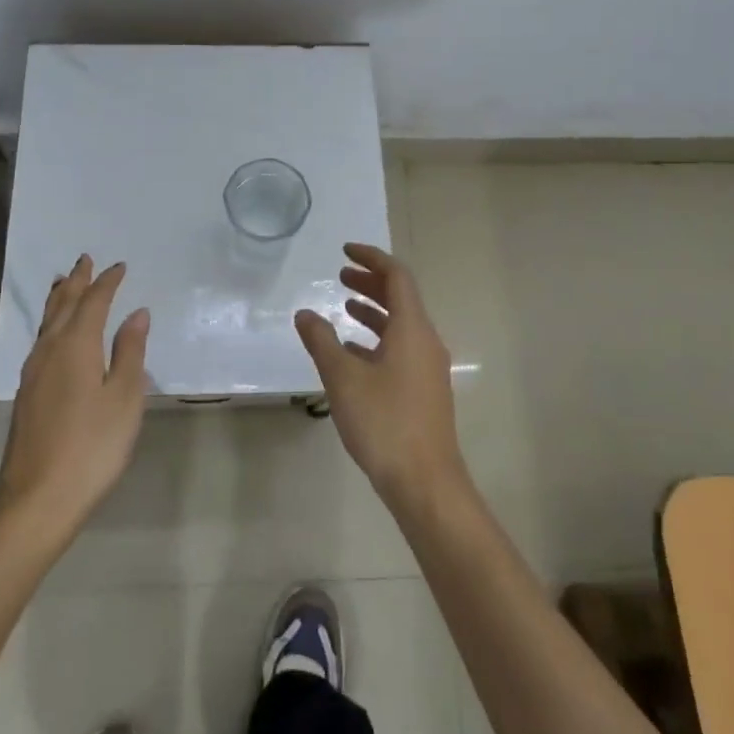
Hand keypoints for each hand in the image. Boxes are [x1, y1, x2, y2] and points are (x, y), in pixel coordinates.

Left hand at [0, 255, 148, 532]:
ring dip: (59, 299)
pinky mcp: (27, 393)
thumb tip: (137, 313)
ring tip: (64, 283)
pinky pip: (40, 340)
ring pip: (46, 322)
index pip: (93, 302)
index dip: (107, 282)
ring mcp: (33, 373)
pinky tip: (53, 334)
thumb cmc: (92, 446)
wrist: (38, 499)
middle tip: (84, 260)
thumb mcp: (124, 398)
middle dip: (77, 281)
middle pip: (63, 305)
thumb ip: (130, 352)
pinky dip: (50, 323)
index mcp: (76, 345)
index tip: (119, 266)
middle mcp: (49, 350)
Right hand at [295, 243, 467, 508]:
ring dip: (374, 311)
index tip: (345, 251)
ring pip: (401, 325)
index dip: (372, 258)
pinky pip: (401, 348)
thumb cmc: (384, 422)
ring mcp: (428, 367)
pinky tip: (353, 353)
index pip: (397, 276)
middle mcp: (425, 341)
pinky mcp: (424, 390)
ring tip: (344, 307)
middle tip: (340, 276)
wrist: (425, 483)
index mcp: (412, 329)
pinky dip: (377, 339)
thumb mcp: (343, 378)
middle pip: (401, 298)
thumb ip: (322, 341)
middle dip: (371, 283)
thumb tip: (304, 313)